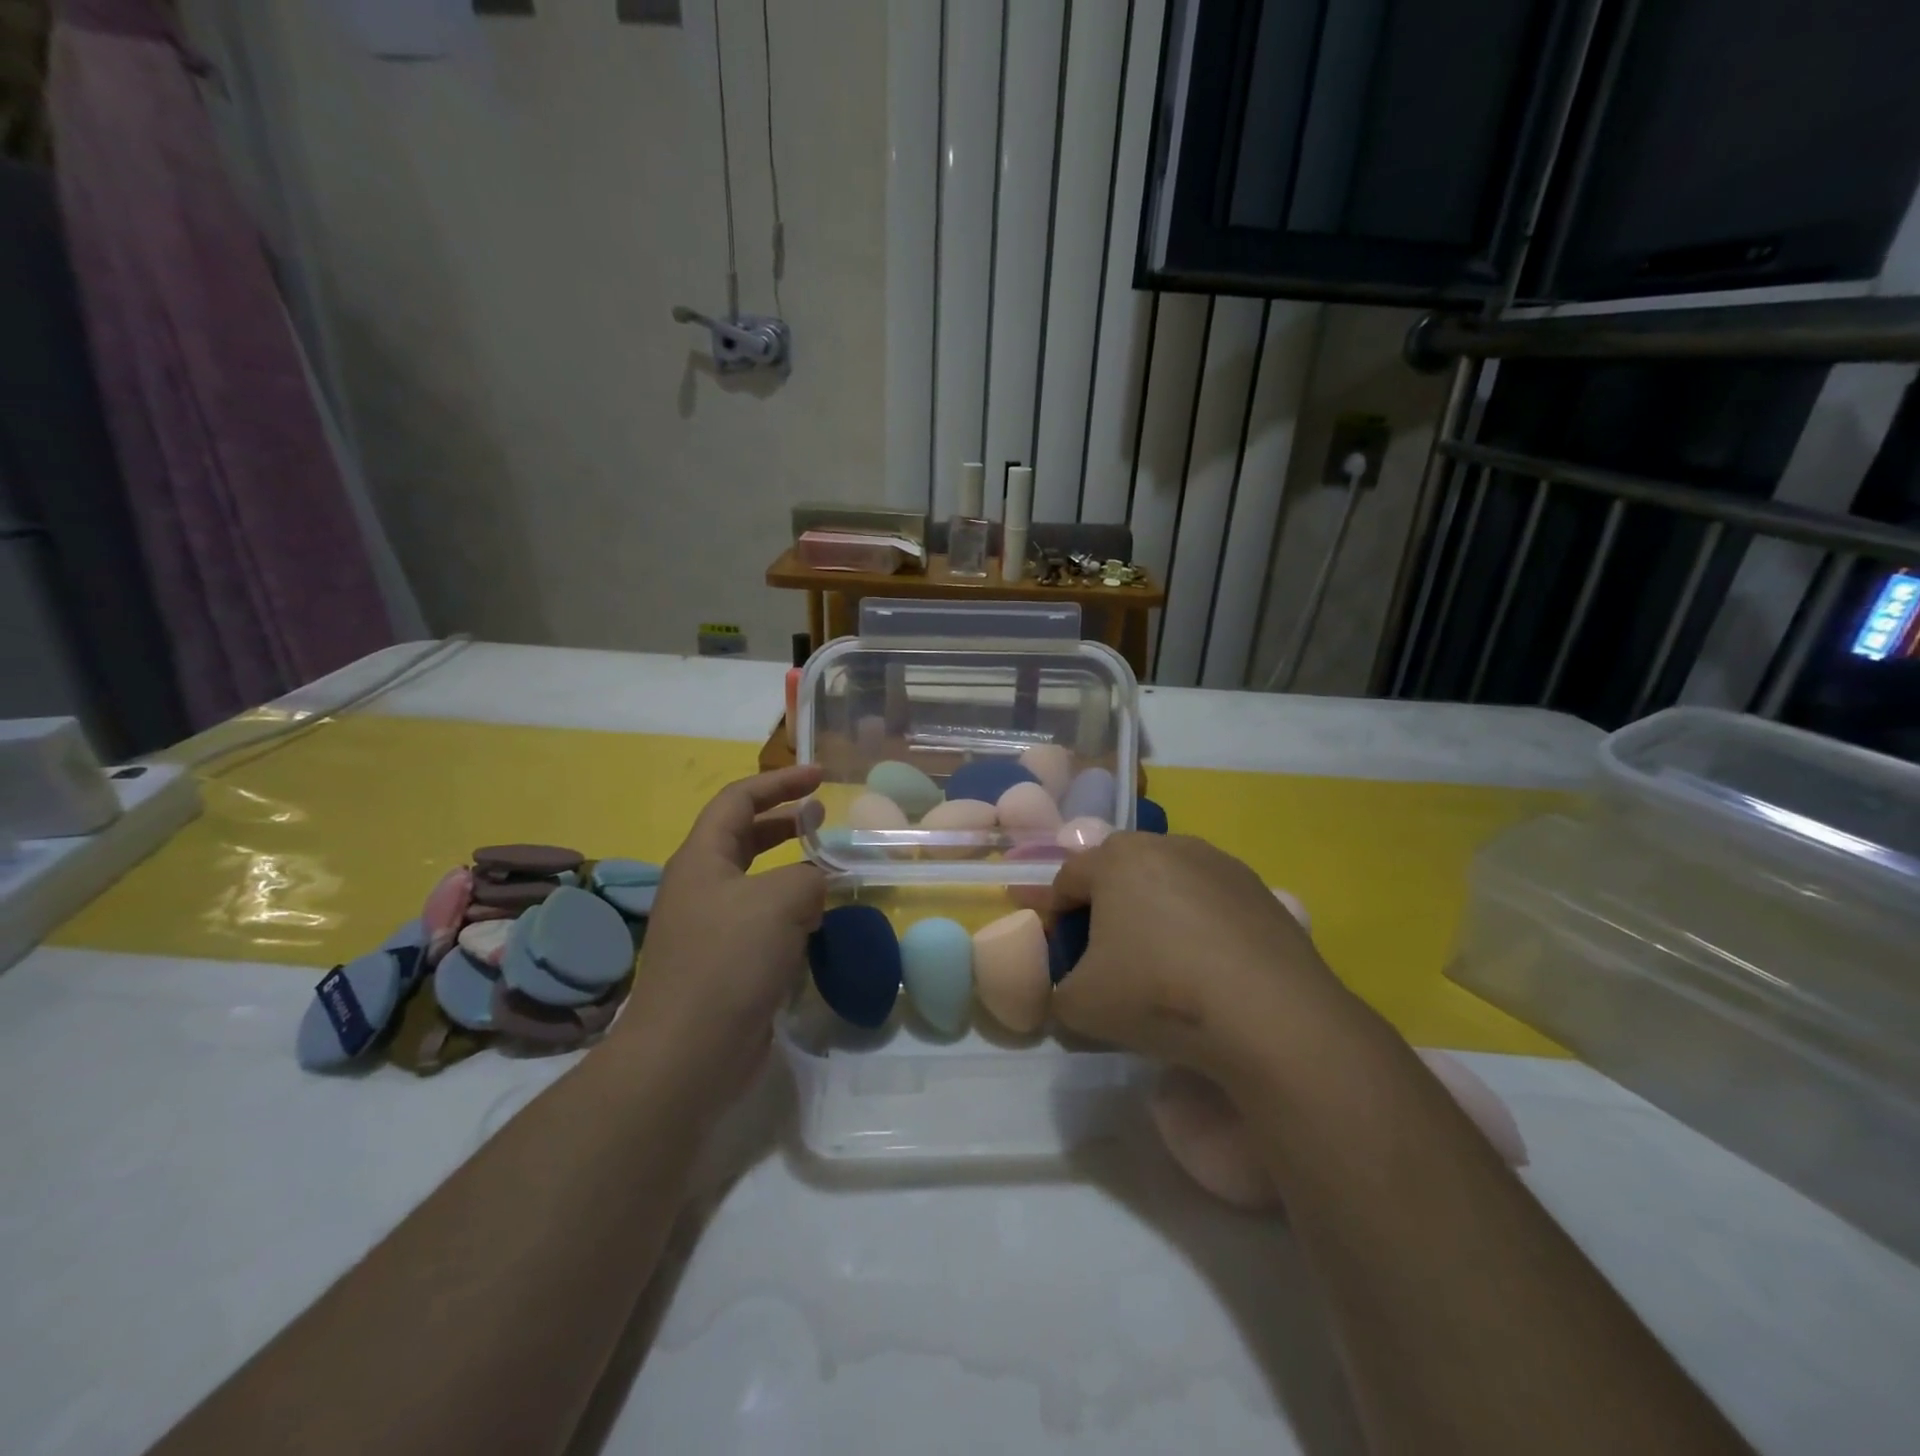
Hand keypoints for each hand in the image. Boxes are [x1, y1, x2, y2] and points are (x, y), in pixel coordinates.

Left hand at [613, 765, 826, 1099]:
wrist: (688, 1053)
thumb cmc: (729, 961)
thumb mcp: (781, 901)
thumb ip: (810, 876)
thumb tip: (816, 884)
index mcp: (702, 858)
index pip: (738, 800)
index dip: (779, 782)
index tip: (820, 777)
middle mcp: (701, 886)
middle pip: (744, 836)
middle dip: (785, 821)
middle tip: (825, 816)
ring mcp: (710, 926)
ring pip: (757, 881)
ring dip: (793, 870)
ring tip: (831, 871)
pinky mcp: (724, 963)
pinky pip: (763, 921)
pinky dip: (792, 912)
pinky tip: (820, 924)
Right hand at [1049, 832, 1366, 1085]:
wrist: (1270, 1015)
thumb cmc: (1158, 993)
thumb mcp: (1081, 1006)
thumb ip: (1056, 993)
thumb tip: (1067, 993)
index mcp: (1115, 859)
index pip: (1067, 877)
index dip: (1056, 914)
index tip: (1062, 953)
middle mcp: (1167, 844)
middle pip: (1120, 871)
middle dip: (1107, 907)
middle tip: (1108, 954)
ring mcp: (1219, 863)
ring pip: (1169, 881)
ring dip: (1156, 911)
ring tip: (1164, 962)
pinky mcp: (1261, 889)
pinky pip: (1211, 900)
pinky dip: (1200, 925)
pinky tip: (1209, 968)